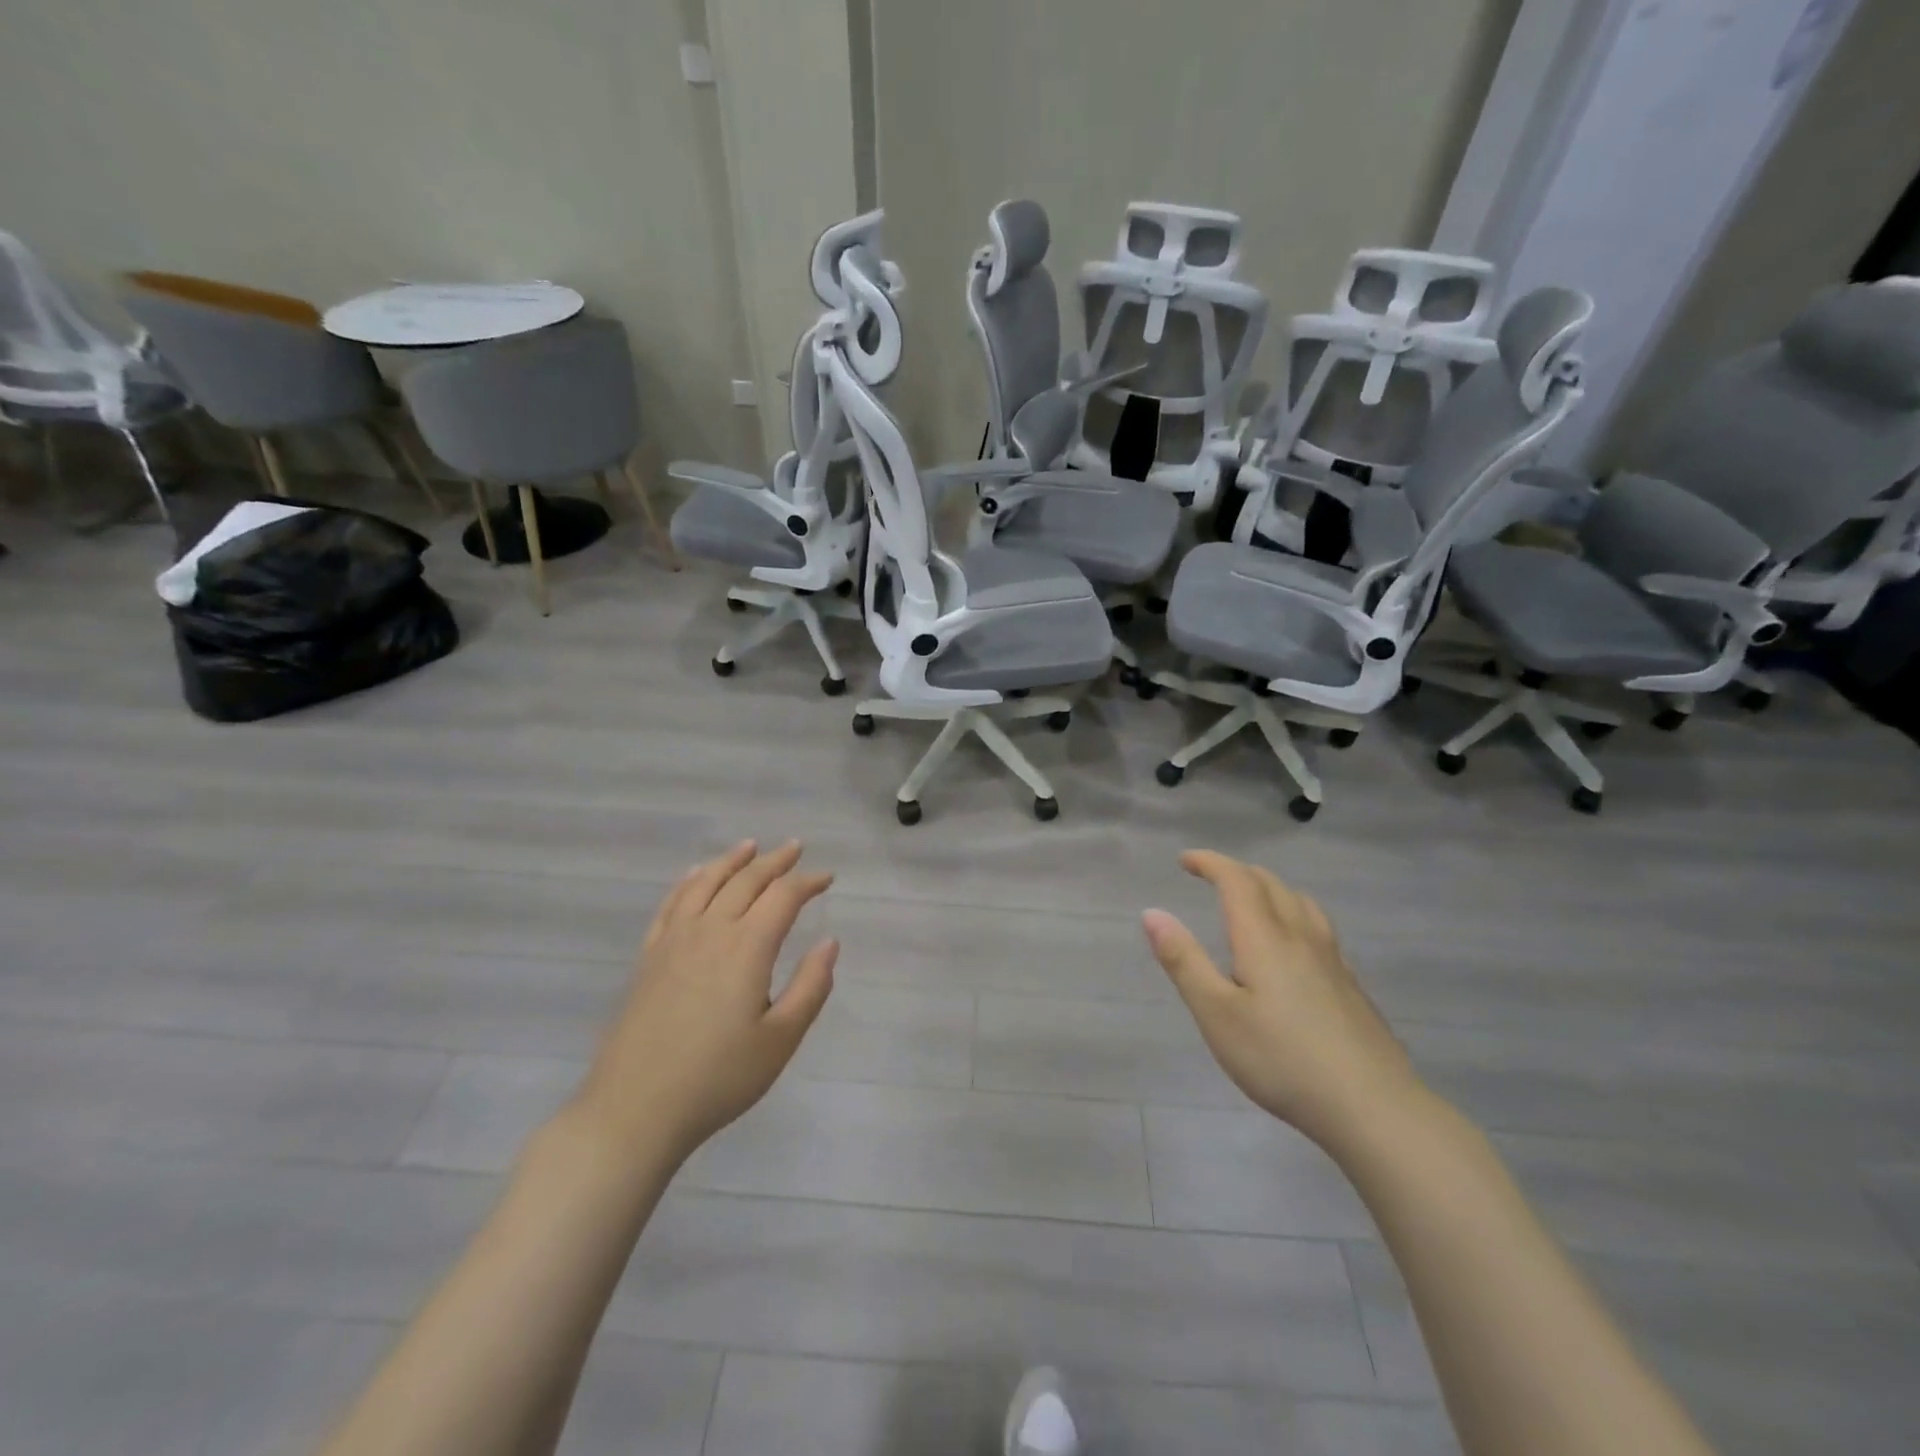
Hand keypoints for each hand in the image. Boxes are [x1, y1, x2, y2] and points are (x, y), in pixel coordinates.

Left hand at [574, 840, 837, 1162]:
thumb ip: (811, 987)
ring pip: (706, 883)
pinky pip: (671, 904)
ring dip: (731, 860)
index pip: (783, 897)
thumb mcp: (780, 1041)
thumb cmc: (718, 1078)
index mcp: (747, 948)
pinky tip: (695, 874)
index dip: (808, 882)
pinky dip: (688, 881)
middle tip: (795, 848)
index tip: (827, 878)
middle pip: (746, 881)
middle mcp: (710, 931)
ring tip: (750, 846)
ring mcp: (673, 940)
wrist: (634, 1110)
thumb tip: (829, 943)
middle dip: (774, 861)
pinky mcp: (648, 957)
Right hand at [1142, 850, 1422, 1151]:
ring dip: (1270, 888)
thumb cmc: (1281, 1059)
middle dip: (1237, 872)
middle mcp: (1300, 938)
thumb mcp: (1216, 1014)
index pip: (1237, 881)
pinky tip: (1294, 948)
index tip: (1184, 860)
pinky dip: (1294, 915)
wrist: (1372, 1107)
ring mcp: (1332, 961)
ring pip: (1301, 903)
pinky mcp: (1351, 986)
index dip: (1210, 863)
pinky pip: (1319, 928)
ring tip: (1253, 901)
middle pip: (1271, 885)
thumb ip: (1183, 961)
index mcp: (1264, 939)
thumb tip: (1152, 913)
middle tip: (1210, 877)